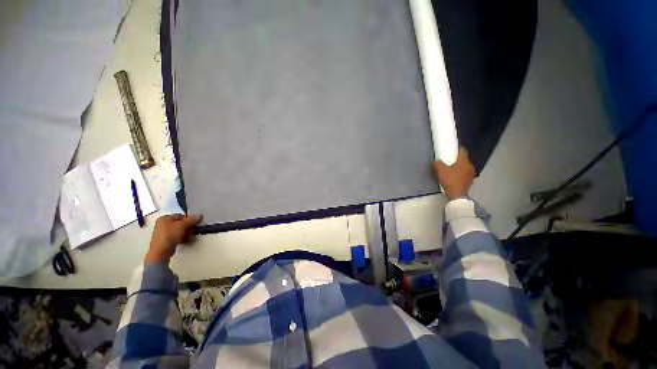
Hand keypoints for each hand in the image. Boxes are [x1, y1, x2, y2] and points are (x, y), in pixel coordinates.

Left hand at [145, 214, 200, 263]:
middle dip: (188, 227)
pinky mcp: (166, 240)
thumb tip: (199, 216)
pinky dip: (182, 238)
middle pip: (180, 223)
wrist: (161, 251)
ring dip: (186, 233)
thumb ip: (191, 219)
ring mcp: (164, 233)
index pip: (181, 216)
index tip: (195, 223)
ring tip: (190, 237)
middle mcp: (163, 224)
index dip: (189, 219)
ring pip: (179, 231)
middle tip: (193, 231)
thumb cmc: (170, 235)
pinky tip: (186, 241)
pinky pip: (177, 236)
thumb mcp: (183, 225)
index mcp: (165, 218)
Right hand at [433, 148, 474, 199]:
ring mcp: (471, 173)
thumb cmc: (450, 180)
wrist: (457, 194)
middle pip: (464, 158)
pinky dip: (460, 172)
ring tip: (451, 167)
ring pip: (465, 166)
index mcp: (464, 161)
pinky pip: (464, 173)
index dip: (457, 148)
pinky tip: (454, 175)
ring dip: (459, 165)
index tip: (452, 147)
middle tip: (449, 158)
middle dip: (457, 158)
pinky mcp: (469, 180)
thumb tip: (436, 161)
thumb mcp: (440, 170)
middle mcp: (470, 165)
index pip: (462, 150)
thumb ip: (438, 163)